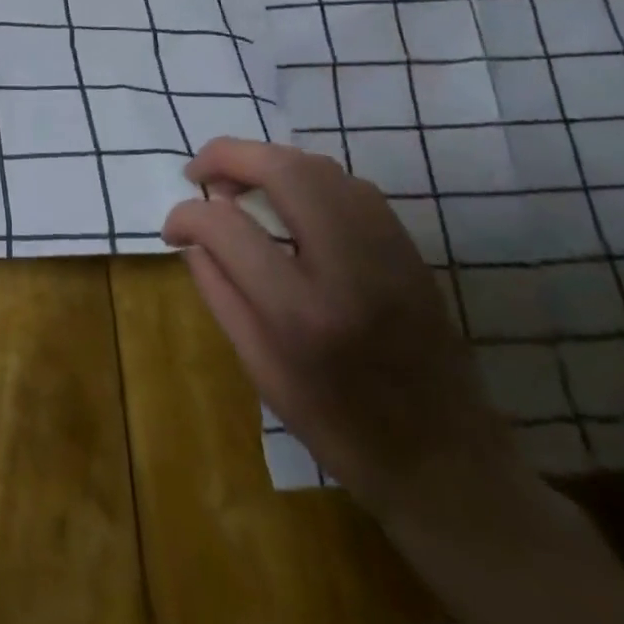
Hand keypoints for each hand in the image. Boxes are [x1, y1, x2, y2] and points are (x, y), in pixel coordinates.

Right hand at [163, 137, 524, 523]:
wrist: (450, 467)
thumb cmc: (342, 430)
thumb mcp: (261, 370)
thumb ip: (220, 293)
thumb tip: (193, 237)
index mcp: (303, 312)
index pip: (225, 228)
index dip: (185, 216)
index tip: (173, 229)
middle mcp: (350, 267)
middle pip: (283, 170)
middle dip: (227, 156)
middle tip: (199, 175)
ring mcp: (388, 251)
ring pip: (319, 166)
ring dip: (267, 161)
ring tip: (238, 184)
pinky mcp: (409, 249)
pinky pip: (349, 185)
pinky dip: (306, 177)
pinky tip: (288, 200)